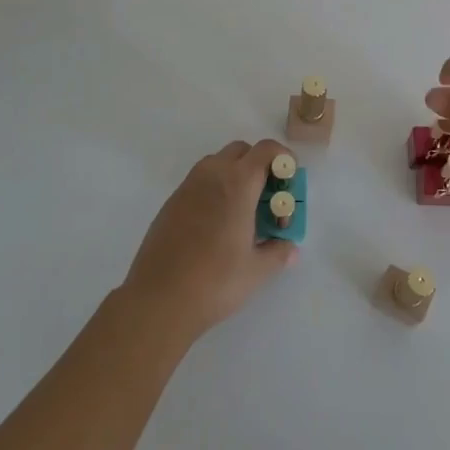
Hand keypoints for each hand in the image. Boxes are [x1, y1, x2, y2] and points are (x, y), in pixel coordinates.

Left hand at [120, 139, 298, 344]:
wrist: (158, 299)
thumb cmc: (215, 281)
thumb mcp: (257, 270)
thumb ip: (278, 252)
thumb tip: (290, 248)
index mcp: (238, 183)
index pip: (266, 150)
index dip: (283, 158)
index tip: (289, 179)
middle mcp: (212, 174)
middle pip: (241, 150)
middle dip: (259, 165)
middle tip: (267, 197)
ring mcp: (188, 186)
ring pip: (217, 162)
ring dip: (235, 174)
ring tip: (242, 211)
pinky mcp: (171, 202)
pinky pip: (199, 181)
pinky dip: (214, 188)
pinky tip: (216, 223)